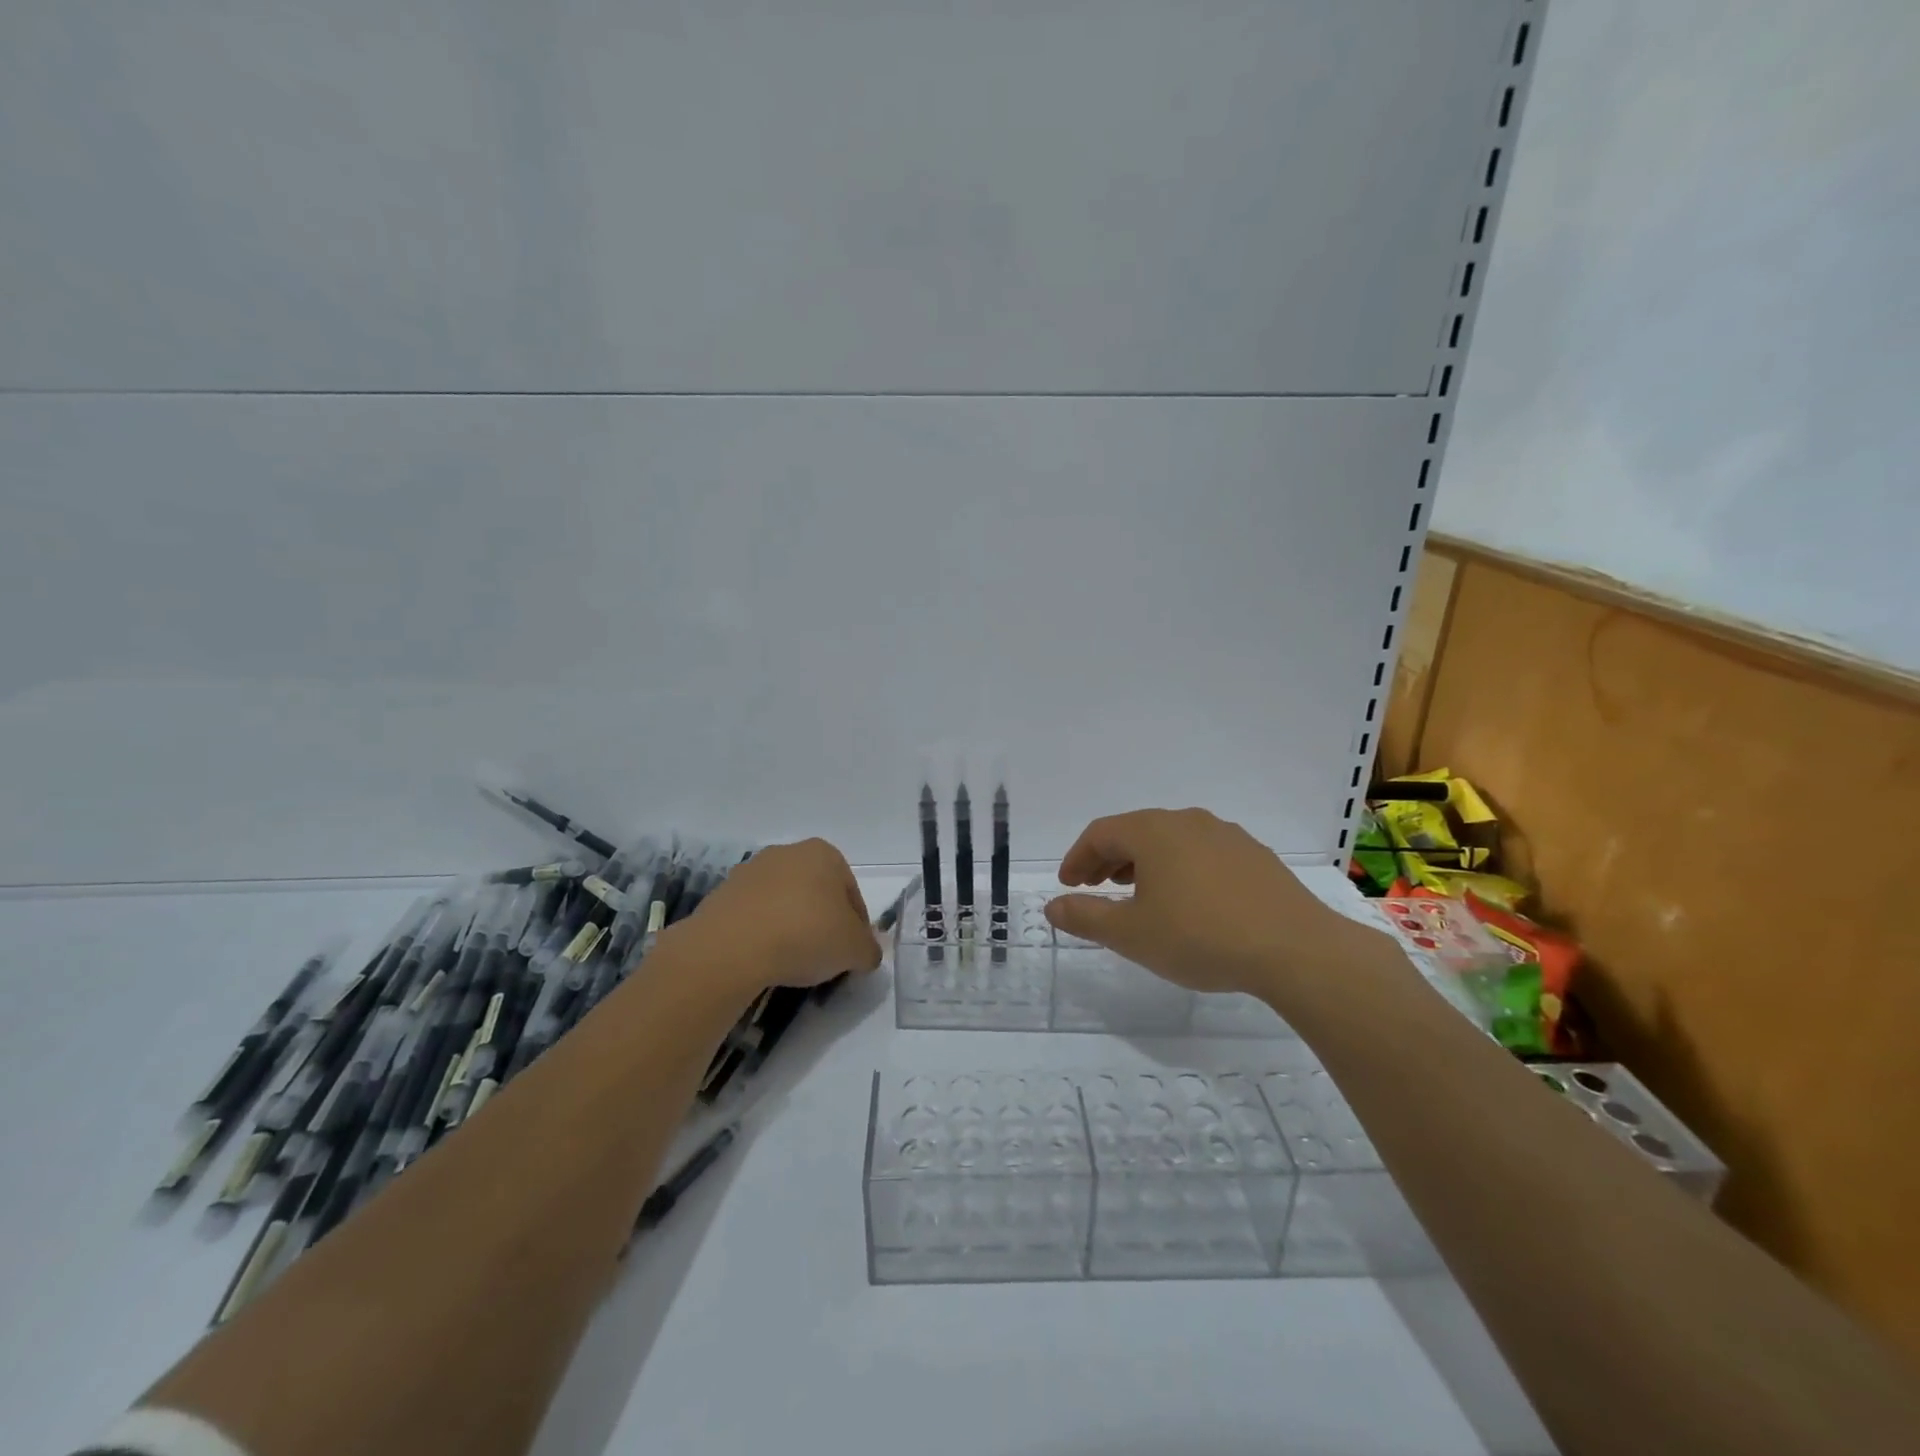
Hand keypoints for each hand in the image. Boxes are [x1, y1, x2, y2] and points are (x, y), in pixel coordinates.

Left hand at [681, 838, 882, 992]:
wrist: (732, 947)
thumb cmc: (806, 934)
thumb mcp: (854, 949)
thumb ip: (868, 949)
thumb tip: (866, 953)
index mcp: (824, 853)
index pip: (851, 893)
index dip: (857, 926)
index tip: (852, 953)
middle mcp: (787, 853)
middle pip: (816, 893)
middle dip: (822, 922)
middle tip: (824, 958)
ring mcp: (750, 871)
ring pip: (782, 903)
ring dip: (790, 927)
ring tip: (791, 962)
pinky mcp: (721, 895)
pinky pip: (753, 917)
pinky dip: (762, 934)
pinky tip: (763, 960)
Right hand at [1044, 808, 1389, 1003]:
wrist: (1295, 949)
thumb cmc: (1200, 936)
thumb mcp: (1132, 934)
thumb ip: (1087, 917)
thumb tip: (1052, 906)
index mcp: (1153, 832)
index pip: (1100, 833)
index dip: (1077, 858)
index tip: (1068, 885)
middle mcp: (1187, 821)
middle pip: (1135, 832)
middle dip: (1108, 859)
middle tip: (1094, 887)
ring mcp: (1226, 835)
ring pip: (1170, 841)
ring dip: (1143, 863)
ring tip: (1136, 893)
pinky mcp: (1254, 856)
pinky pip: (1202, 853)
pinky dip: (1179, 868)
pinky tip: (1187, 900)